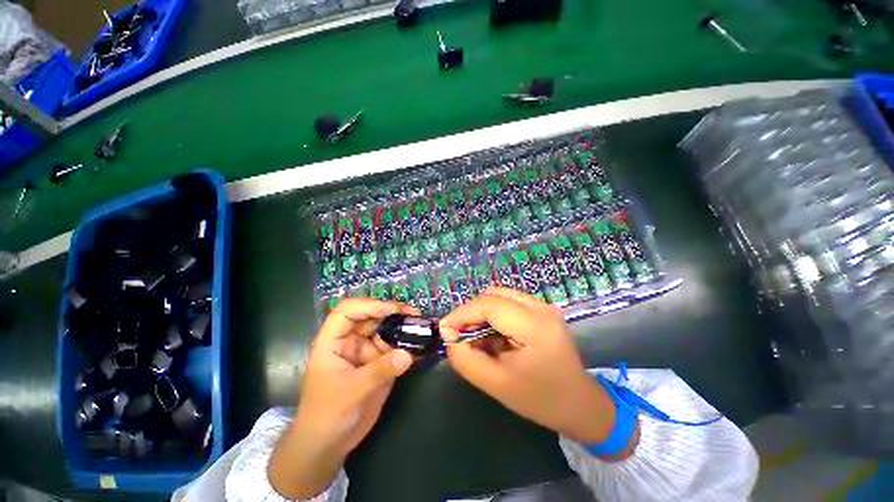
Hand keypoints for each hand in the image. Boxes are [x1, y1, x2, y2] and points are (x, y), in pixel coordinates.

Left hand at [269, 299, 417, 497]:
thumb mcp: (351, 391)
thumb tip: (408, 354)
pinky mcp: (379, 364)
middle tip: (416, 316)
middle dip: (393, 314)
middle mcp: (351, 341)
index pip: (349, 311)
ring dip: (403, 329)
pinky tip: (422, 346)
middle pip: (372, 317)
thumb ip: (380, 371)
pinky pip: (395, 349)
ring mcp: (366, 352)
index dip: (370, 305)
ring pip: (386, 331)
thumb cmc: (327, 415)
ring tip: (423, 328)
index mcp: (334, 340)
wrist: (328, 445)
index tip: (394, 310)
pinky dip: (408, 346)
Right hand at [440, 287, 635, 456]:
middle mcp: (541, 308)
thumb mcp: (496, 384)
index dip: (462, 314)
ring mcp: (544, 306)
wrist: (580, 405)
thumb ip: (465, 359)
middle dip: (470, 313)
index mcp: (535, 326)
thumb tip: (448, 335)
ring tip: (477, 337)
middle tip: (461, 336)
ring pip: (499, 296)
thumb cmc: (539, 400)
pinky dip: (493, 315)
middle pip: (493, 295)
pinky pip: (508, 302)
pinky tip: (493, 335)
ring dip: (481, 313)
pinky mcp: (542, 310)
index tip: (444, 329)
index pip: (489, 305)